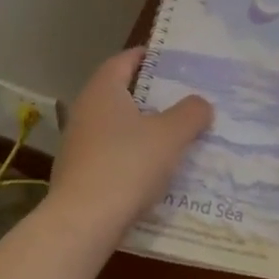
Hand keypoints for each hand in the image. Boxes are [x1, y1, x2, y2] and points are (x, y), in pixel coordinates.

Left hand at [48, 48, 212, 233]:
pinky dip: (130, 152)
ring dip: (140, 126)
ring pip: (114, 124)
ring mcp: (77, 143)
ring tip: (172, 134)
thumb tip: (201, 103)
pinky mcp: (77, 172)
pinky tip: (151, 168)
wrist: (82, 222)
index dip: (146, 56)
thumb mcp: (170, 136)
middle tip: (180, 97)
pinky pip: (109, 152)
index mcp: (103, 91)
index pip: (123, 60)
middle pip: (119, 92)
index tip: (170, 59)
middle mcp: (85, 110)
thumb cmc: (127, 165)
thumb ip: (190, 113)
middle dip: (148, 94)